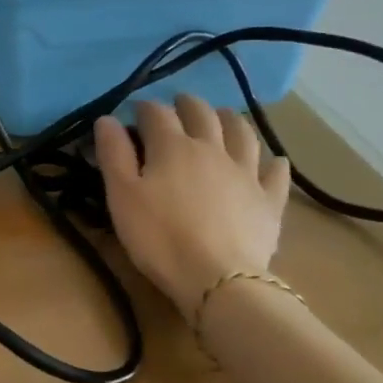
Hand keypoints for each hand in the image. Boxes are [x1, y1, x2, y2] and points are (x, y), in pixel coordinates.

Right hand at [93, 95, 290, 322]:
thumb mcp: (122, 195)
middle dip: (188, 104)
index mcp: (173, 147)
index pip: (156, 114)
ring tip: (223, 116)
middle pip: (202, 115)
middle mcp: (212, 149)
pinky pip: (275, 174)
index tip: (134, 112)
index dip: (144, 108)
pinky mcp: (268, 201)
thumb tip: (107, 119)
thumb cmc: (159, 237)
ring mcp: (245, 173)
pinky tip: (275, 161)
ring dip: (231, 120)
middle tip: (179, 104)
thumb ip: (113, 154)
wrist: (217, 278)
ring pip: (242, 134)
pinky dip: (274, 163)